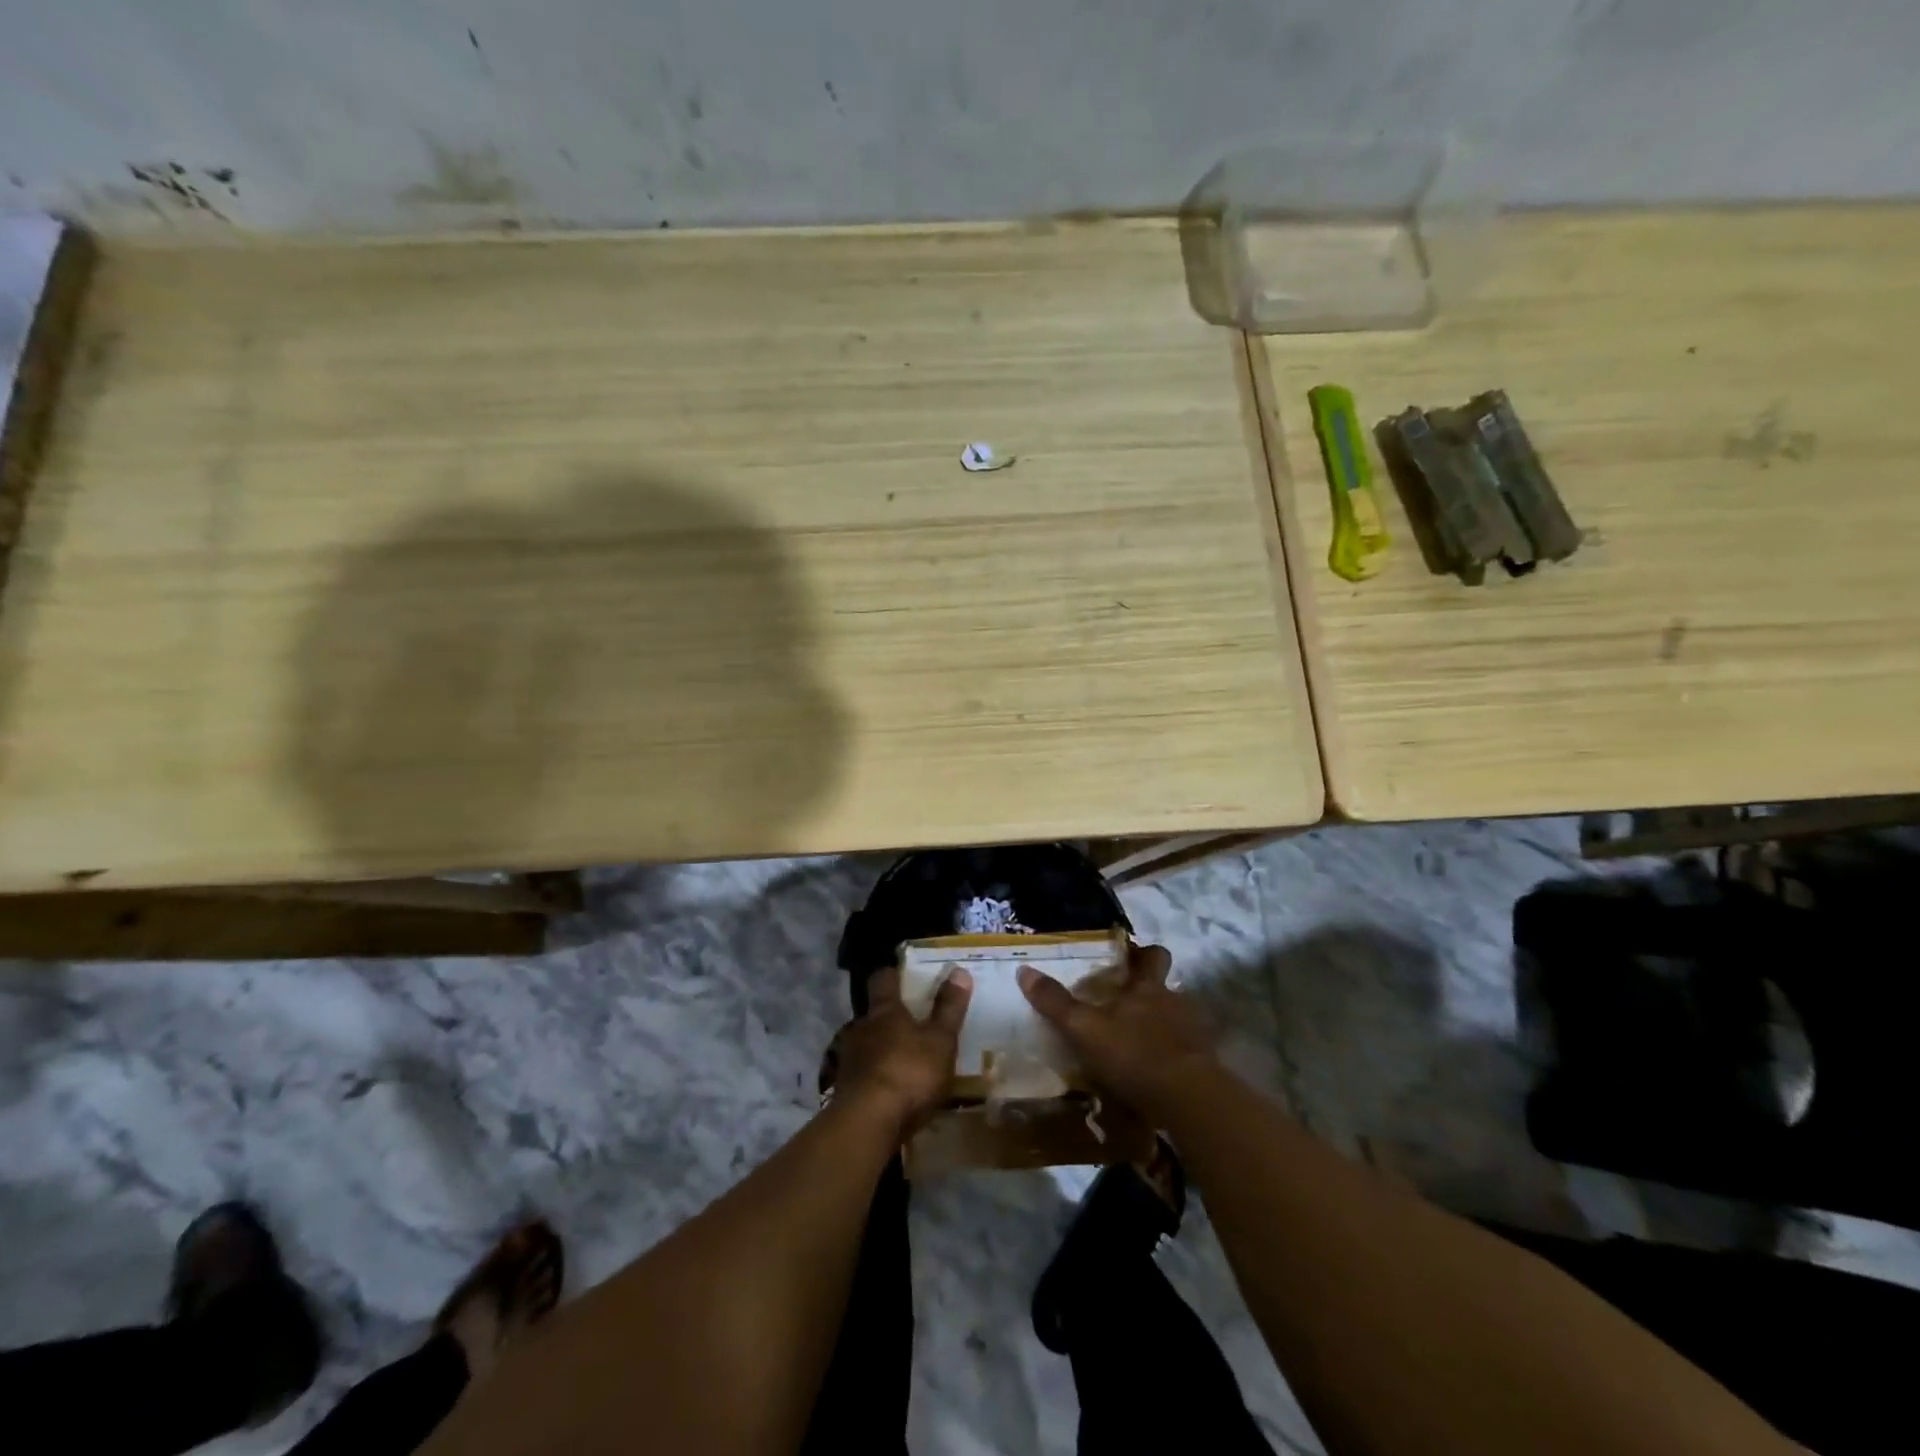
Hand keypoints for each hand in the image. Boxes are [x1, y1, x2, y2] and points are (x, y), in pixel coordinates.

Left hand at [829, 966, 972, 1135]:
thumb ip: (949, 1008)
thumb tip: (959, 970)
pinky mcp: (844, 1089)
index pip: (883, 979)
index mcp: (885, 1011)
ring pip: (867, 1044)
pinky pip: (863, 1073)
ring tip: (902, 1058)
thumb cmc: (908, 1073)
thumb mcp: (939, 1041)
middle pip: (874, 1014)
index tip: (901, 972)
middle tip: (911, 1021)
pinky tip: (890, 1089)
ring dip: (882, 1048)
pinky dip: (876, 1076)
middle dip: (890, 1016)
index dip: (892, 974)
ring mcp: (849, 1059)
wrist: (866, 1124)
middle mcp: (862, 1028)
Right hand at [1018, 943, 1219, 1119]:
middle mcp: (1174, 1003)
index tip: (1130, 956)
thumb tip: (1024, 970)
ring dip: (1163, 1027)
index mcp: (1147, 988)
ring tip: (1140, 1044)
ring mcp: (1194, 1034)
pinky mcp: (1205, 1066)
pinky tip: (1158, 1075)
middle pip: (1169, 986)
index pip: (1153, 956)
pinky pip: (1187, 1053)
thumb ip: (1055, 1003)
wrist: (1189, 1099)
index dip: (1143, 953)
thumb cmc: (1134, 1054)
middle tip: (1130, 1003)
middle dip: (1154, 990)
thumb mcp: (1084, 1029)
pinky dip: (1174, 1058)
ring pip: (1178, 1019)